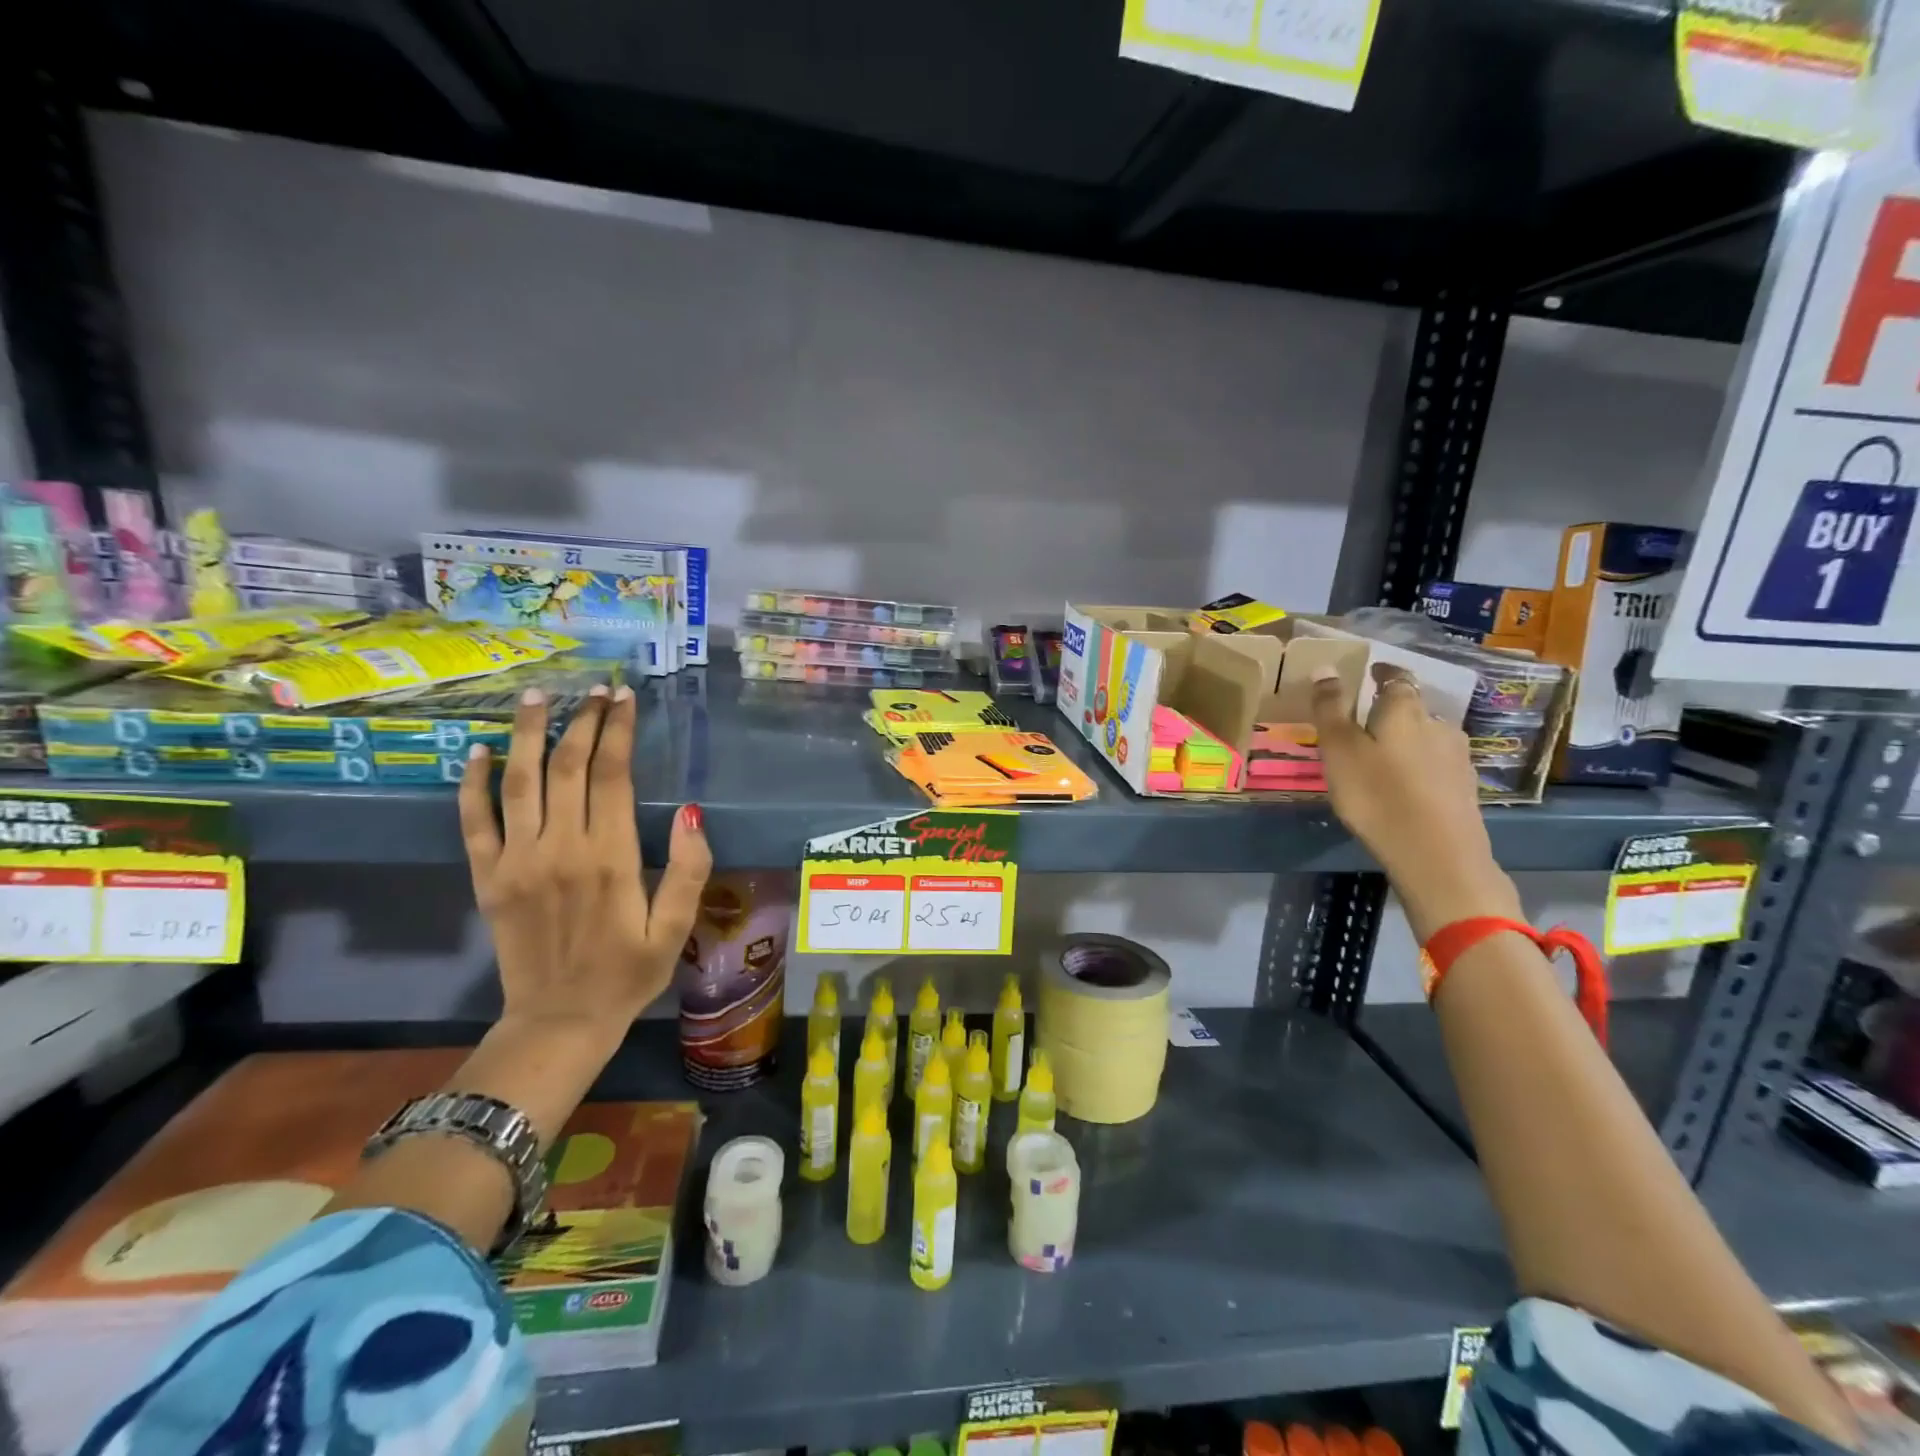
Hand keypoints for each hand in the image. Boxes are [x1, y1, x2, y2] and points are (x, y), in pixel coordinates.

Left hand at [457, 684, 711, 1032]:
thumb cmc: (627, 974)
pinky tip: (478, 752)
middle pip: (567, 768)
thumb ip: (688, 870)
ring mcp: (517, 862)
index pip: (612, 776)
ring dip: (528, 735)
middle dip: (582, 721)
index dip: (618, 731)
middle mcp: (560, 849)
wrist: (558, 1023)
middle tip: (594, 689)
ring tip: (537, 697)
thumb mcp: (675, 929)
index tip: (624, 698)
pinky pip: (474, 822)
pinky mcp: (488, 878)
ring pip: (520, 783)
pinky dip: (473, 785)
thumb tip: (691, 813)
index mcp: (610, 859)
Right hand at [1309, 662, 1520, 937]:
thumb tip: (1325, 668)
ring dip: (1407, 741)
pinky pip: (1437, 766)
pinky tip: (1405, 786)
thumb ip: (1330, 709)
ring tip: (1382, 759)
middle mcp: (1438, 725)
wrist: (1437, 855)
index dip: (1382, 673)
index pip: (1396, 678)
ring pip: (1427, 738)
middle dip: (1391, 712)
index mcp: (1405, 711)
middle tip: (1364, 725)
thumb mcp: (1339, 750)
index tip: (1369, 673)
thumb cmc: (1377, 795)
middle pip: (1413, 709)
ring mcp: (1457, 758)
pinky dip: (1419, 768)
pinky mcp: (1465, 789)